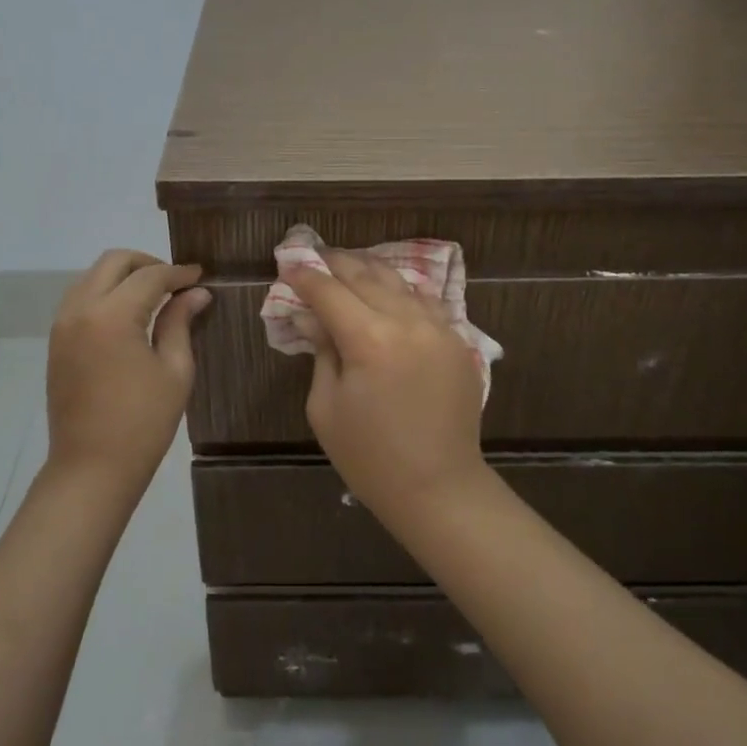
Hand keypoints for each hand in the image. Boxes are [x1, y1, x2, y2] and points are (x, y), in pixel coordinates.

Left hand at [45, 249, 210, 493]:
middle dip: (147, 263)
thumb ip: (180, 322)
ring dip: (123, 275)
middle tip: (175, 281)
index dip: (178, 272)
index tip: (200, 275)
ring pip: (92, 276)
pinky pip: (80, 297)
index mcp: (112, 316)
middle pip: (113, 262)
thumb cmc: (142, 423)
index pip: (149, 276)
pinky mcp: (56, 341)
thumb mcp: (174, 370)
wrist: (91, 468)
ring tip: (154, 295)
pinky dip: (105, 292)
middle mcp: (80, 310)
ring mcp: (63, 324)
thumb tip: (196, 293)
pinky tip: (129, 313)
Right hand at [283, 251, 488, 524]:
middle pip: (365, 276)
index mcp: (369, 339)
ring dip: (370, 270)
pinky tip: (389, 290)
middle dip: (336, 263)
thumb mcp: (326, 407)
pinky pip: (426, 302)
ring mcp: (439, 329)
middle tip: (315, 257)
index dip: (305, 277)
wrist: (439, 488)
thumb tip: (311, 318)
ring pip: (399, 282)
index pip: (329, 292)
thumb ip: (321, 352)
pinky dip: (402, 290)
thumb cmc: (370, 456)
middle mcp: (407, 322)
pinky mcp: (458, 342)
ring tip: (348, 266)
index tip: (288, 266)